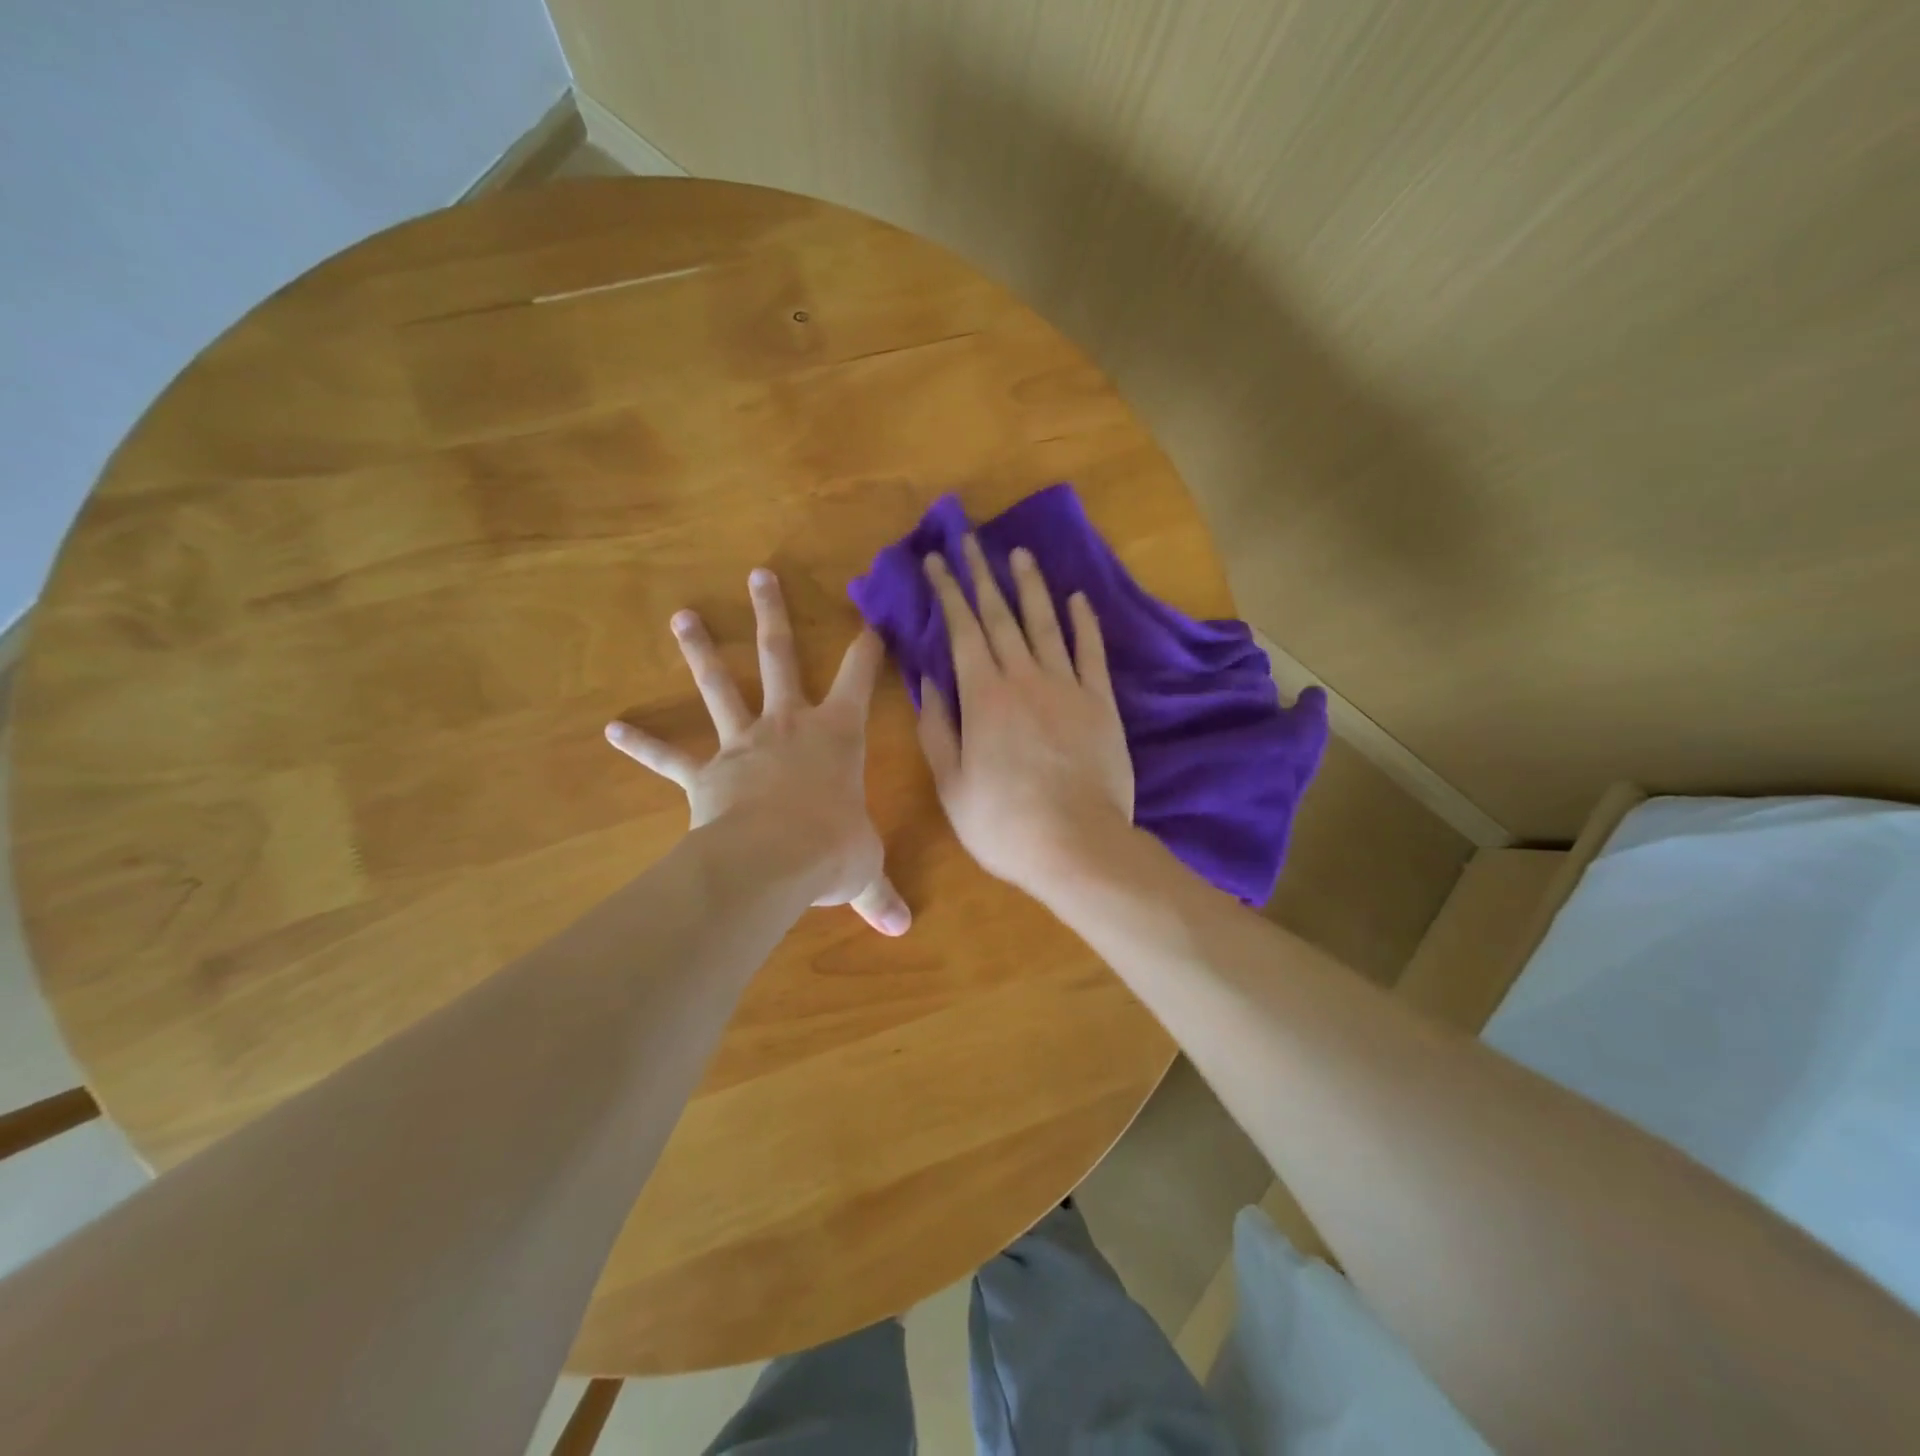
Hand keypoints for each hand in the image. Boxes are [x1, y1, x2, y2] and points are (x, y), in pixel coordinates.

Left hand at [605, 568, 910, 935]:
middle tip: (759, 574)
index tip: (870, 618)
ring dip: (702, 650)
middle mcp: (788, 725)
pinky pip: (669, 757)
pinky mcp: (705, 775)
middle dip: (772, 614)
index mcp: (836, 735)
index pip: (859, 678)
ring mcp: (742, 744)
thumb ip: (879, 894)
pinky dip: (642, 744)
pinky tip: (613, 728)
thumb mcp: (863, 869)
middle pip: (780, 656)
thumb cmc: (831, 849)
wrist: (771, 861)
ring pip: (720, 686)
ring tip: (682, 616)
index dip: (867, 648)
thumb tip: (903, 931)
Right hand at [917, 537, 1133, 897]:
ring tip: (1019, 554)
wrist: (1077, 845)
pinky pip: (1091, 653)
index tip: (937, 561)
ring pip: (1046, 624)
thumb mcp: (951, 783)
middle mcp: (1024, 678)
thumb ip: (937, 728)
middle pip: (1001, 616)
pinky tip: (1077, 599)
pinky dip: (1084, 623)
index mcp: (983, 697)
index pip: (962, 630)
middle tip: (971, 539)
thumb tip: (928, 679)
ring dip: (1031, 587)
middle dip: (982, 575)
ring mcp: (1067, 687)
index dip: (949, 592)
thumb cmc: (1003, 823)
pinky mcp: (1101, 703)